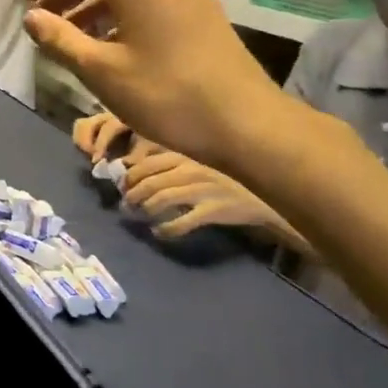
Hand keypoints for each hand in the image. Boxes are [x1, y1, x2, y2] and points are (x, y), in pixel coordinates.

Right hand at [23, 0, 284, 170]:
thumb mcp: (102, 71)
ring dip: (96, 3)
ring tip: (73, 33)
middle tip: (44, 15)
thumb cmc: (165, 95)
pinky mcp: (202, 8)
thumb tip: (31, 17)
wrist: (246, 122)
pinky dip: (123, 11)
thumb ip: (60, 39)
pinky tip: (113, 41)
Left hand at [123, 151, 282, 240]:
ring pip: (159, 199)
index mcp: (185, 155)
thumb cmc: (226, 176)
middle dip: (131, 195)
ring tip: (138, 217)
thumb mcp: (197, 161)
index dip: (128, 176)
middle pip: (148, 182)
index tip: (122, 186)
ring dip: (143, 210)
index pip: (145, 163)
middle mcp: (190, 169)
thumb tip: (135, 168)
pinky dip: (165, 229)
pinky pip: (181, 222)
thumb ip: (172, 162)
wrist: (265, 193)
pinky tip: (159, 232)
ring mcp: (202, 189)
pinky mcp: (213, 211)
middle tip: (125, 205)